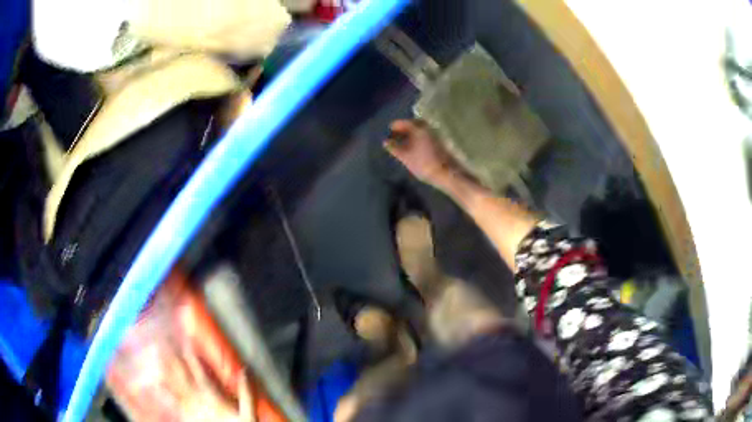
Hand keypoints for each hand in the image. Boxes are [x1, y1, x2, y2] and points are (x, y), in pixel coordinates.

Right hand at [384, 119, 461, 189]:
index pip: (404, 122)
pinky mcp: (440, 143)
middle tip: (396, 134)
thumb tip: (385, 142)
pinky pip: (426, 135)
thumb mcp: (405, 157)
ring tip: (404, 141)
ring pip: (421, 129)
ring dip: (412, 133)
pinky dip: (418, 137)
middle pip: (414, 124)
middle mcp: (428, 128)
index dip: (395, 126)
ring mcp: (435, 135)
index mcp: (418, 129)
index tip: (389, 130)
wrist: (446, 173)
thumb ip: (394, 148)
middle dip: (404, 128)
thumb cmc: (423, 164)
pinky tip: (415, 146)